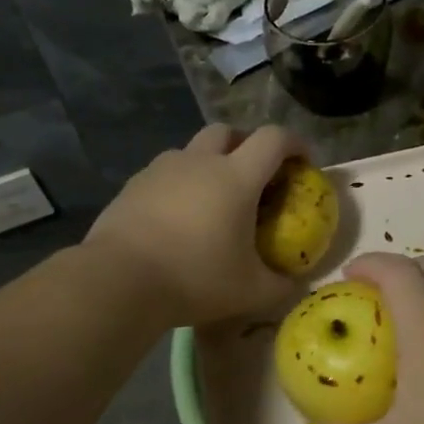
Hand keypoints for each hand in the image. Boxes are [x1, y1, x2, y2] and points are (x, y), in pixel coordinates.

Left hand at [86, 124, 307, 326]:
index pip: (274, 139)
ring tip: (212, 198)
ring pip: (192, 150)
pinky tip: (176, 217)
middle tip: (254, 175)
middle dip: (247, 144)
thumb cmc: (195, 278)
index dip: (295, 143)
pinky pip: (165, 173)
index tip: (303, 162)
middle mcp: (200, 161)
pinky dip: (179, 184)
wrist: (119, 280)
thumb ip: (280, 284)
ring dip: (209, 162)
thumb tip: (294, 282)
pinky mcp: (133, 185)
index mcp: (236, 177)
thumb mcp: (250, 291)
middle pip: (228, 131)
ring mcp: (161, 170)